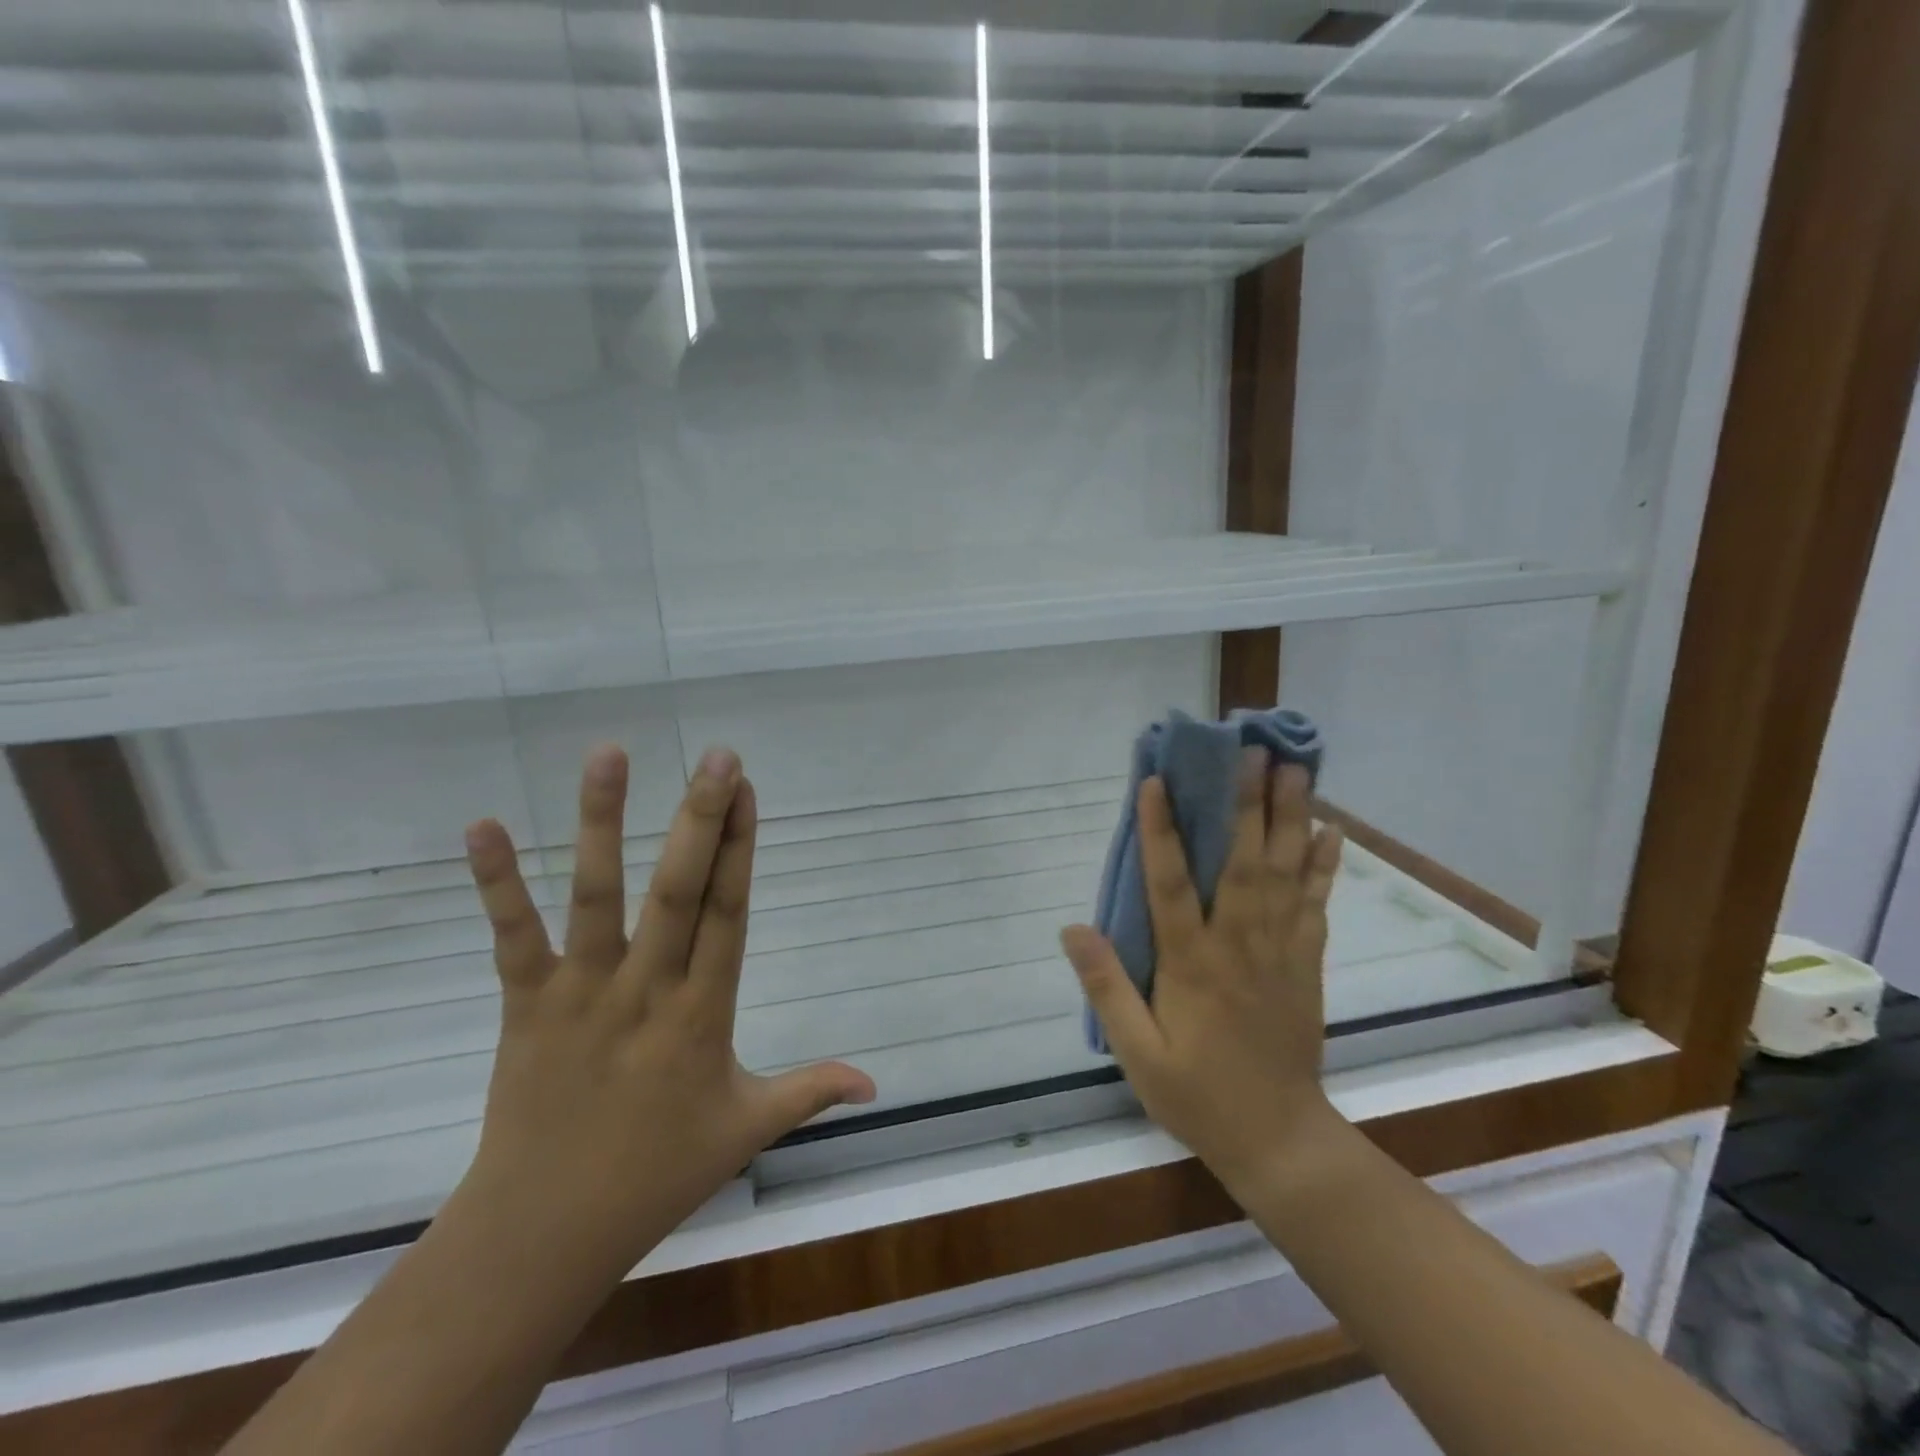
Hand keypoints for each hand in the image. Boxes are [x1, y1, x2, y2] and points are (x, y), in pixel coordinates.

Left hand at [456, 744, 875, 1283]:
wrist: (542, 1234)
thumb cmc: (656, 1175)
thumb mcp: (745, 1130)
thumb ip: (810, 1092)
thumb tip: (877, 1082)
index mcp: (704, 1015)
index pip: (729, 914)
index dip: (742, 849)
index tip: (749, 791)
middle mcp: (647, 990)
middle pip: (679, 890)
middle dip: (701, 818)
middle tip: (718, 756)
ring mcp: (582, 993)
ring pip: (597, 895)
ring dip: (602, 823)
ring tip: (611, 754)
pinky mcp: (527, 1004)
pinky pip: (512, 936)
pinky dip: (496, 882)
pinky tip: (481, 824)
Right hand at [1060, 754, 1344, 1200]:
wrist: (1279, 1139)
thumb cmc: (1197, 1094)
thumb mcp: (1137, 1052)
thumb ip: (1107, 987)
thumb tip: (1073, 927)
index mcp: (1192, 964)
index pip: (1171, 884)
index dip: (1161, 830)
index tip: (1156, 781)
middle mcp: (1239, 945)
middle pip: (1243, 863)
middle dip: (1246, 804)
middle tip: (1252, 752)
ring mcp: (1280, 952)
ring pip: (1285, 874)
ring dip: (1289, 819)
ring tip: (1294, 770)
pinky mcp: (1306, 964)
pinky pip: (1316, 905)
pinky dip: (1323, 866)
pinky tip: (1329, 830)